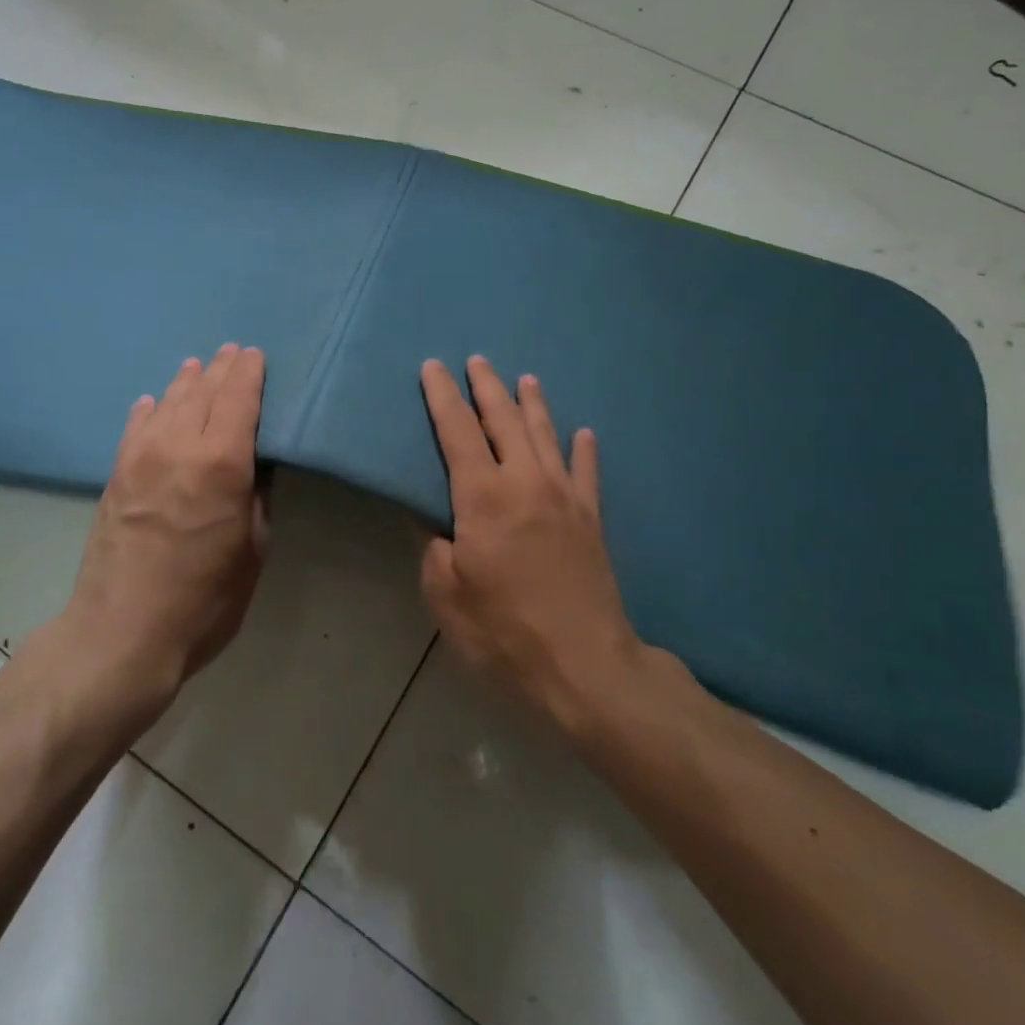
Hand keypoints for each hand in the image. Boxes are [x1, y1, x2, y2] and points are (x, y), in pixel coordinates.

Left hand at [25, 345, 269, 715]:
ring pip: (168, 402)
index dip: (249, 372)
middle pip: (203, 391)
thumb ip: (256, 497)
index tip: (256, 354)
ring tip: (197, 366)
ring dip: (186, 381)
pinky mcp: (116, 474)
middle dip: (221, 368)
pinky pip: (135, 426)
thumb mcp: (253, 550)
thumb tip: (256, 465)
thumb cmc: (203, 600)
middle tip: (233, 351)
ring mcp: (141, 457)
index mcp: (222, 463)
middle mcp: (179, 446)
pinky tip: (153, 402)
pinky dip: (150, 409)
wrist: (120, 634)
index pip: (238, 398)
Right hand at [420, 357, 647, 732]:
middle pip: (504, 420)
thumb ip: (435, 549)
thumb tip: (437, 522)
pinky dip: (584, 449)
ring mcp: (565, 496)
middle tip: (477, 360)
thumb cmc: (505, 631)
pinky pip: (587, 472)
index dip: (442, 397)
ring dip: (533, 404)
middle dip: (487, 387)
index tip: (433, 367)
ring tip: (526, 379)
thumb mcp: (446, 595)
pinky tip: (584, 433)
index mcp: (484, 497)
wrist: (585, 664)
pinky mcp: (591, 518)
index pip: (457, 431)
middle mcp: (525, 481)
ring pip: (546, 435)